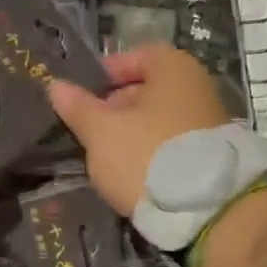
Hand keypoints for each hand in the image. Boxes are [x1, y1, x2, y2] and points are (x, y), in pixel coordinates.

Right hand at [46, 43, 232, 215]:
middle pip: (147, 89)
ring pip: (156, 120)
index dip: (106, 73)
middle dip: (114, 107)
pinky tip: (129, 172)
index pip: (135, 57)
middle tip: (87, 128)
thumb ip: (78, 107)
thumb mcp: (101, 131)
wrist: (204, 210)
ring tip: (103, 155)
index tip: (82, 95)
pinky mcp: (209, 156)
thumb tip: (56, 86)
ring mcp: (207, 123)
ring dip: (129, 133)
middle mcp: (196, 88)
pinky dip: (148, 152)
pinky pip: (169, 144)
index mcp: (174, 69)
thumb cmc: (146, 154)